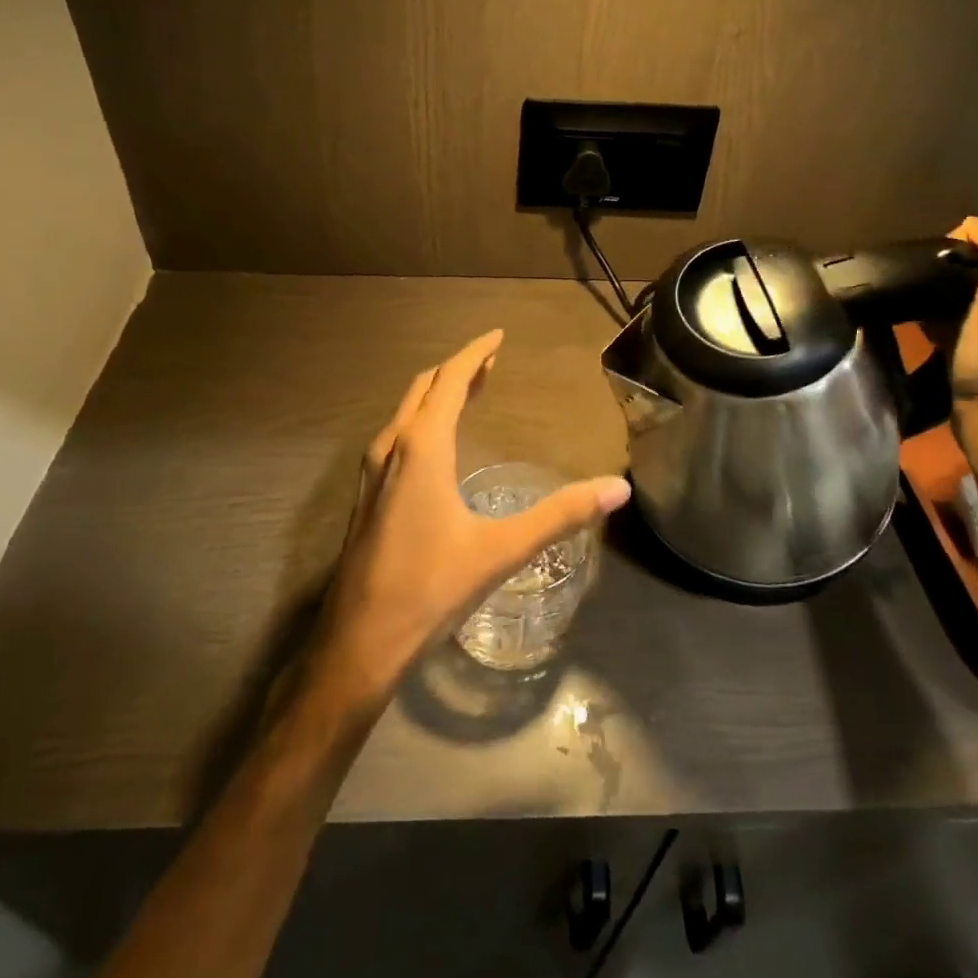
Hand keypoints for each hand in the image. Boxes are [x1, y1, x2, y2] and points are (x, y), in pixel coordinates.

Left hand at [310, 330, 630, 703]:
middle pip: (425, 388)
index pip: (449, 380)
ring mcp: (373, 471)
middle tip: (491, 360)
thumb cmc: (430, 588)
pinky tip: (437, 443)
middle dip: (457, 368)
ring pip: (406, 411)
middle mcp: (391, 446)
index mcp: (421, 447)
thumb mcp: (501, 550)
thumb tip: (618, 487)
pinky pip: (398, 435)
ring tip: (469, 390)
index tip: (498, 336)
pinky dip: (423, 418)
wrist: (359, 641)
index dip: (474, 353)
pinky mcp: (367, 494)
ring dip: (437, 392)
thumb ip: (560, 515)